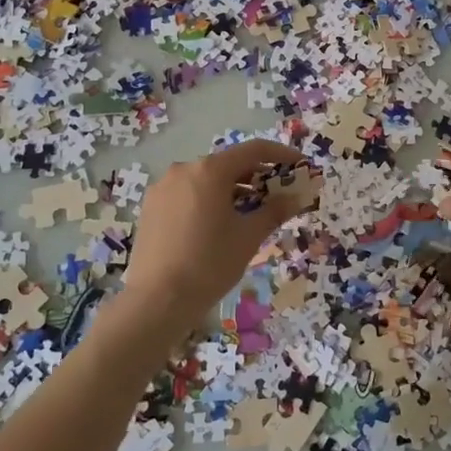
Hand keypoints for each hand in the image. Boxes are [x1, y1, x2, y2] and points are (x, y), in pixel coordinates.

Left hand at [115, 139, 316, 346]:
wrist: (156, 301)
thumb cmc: (210, 264)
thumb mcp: (249, 237)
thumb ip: (274, 211)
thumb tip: (296, 197)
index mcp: (210, 170)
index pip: (253, 150)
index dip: (281, 154)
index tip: (300, 165)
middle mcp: (184, 169)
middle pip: (228, 163)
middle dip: (256, 175)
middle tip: (277, 193)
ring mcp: (163, 188)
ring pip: (205, 179)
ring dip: (231, 188)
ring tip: (249, 210)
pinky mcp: (151, 207)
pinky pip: (187, 193)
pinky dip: (208, 199)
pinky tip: (217, 223)